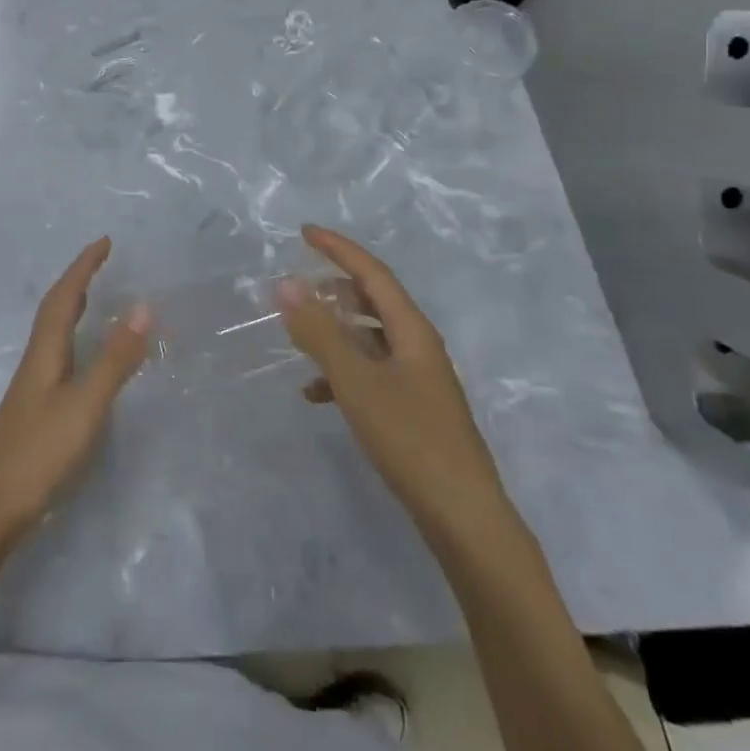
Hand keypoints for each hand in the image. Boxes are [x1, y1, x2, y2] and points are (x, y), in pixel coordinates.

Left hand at [0, 238, 150, 548]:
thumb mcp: (85, 405)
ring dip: (74, 306)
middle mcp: (37, 360)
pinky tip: (82, 357)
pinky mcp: (36, 408)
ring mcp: (34, 386)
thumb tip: (142, 307)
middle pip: (55, 308)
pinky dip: (75, 338)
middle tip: (101, 261)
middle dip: (78, 280)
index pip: (65, 295)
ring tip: (95, 296)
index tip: (105, 241)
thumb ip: (114, 359)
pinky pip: (59, 354)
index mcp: (46, 350)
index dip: (83, 266)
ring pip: (55, 331)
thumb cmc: (39, 452)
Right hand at [281, 224, 503, 528]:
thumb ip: (319, 332)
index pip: (372, 272)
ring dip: (335, 330)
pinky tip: (315, 393)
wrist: (463, 518)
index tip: (304, 232)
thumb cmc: (410, 439)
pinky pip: (371, 372)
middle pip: (374, 301)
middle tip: (299, 282)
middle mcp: (418, 346)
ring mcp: (417, 378)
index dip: (338, 248)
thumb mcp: (356, 381)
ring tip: (299, 334)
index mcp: (411, 330)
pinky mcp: (413, 408)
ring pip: (370, 337)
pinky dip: (342, 372)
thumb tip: (286, 283)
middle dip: (335, 287)